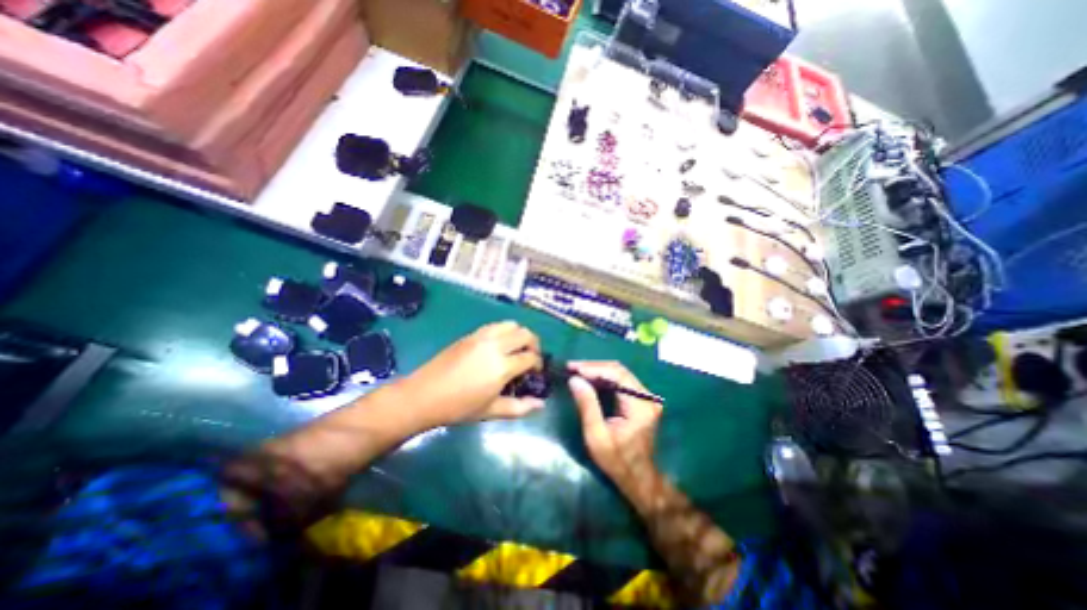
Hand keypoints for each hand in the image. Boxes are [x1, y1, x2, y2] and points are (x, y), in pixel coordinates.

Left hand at [404, 322, 547, 425]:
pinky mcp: (471, 334)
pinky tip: (499, 345)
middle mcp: (495, 346)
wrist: (424, 395)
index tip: (535, 372)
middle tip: (531, 358)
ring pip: (511, 324)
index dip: (538, 364)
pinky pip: (495, 325)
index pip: (530, 357)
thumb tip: (541, 404)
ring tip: (517, 348)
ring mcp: (482, 337)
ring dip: (520, 334)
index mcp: (502, 366)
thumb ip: (519, 407)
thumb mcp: (491, 411)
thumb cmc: (459, 407)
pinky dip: (505, 331)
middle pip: (525, 334)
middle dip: (534, 344)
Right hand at [570, 362, 662, 494]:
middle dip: (593, 367)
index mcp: (640, 405)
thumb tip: (574, 379)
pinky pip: (622, 381)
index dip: (593, 368)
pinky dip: (604, 378)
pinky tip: (589, 379)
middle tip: (571, 367)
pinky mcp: (642, 400)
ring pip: (620, 373)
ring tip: (576, 371)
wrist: (639, 478)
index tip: (572, 367)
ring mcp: (647, 397)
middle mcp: (647, 397)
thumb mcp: (596, 436)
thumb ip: (587, 405)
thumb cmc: (617, 460)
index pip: (616, 374)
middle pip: (619, 370)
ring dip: (598, 371)